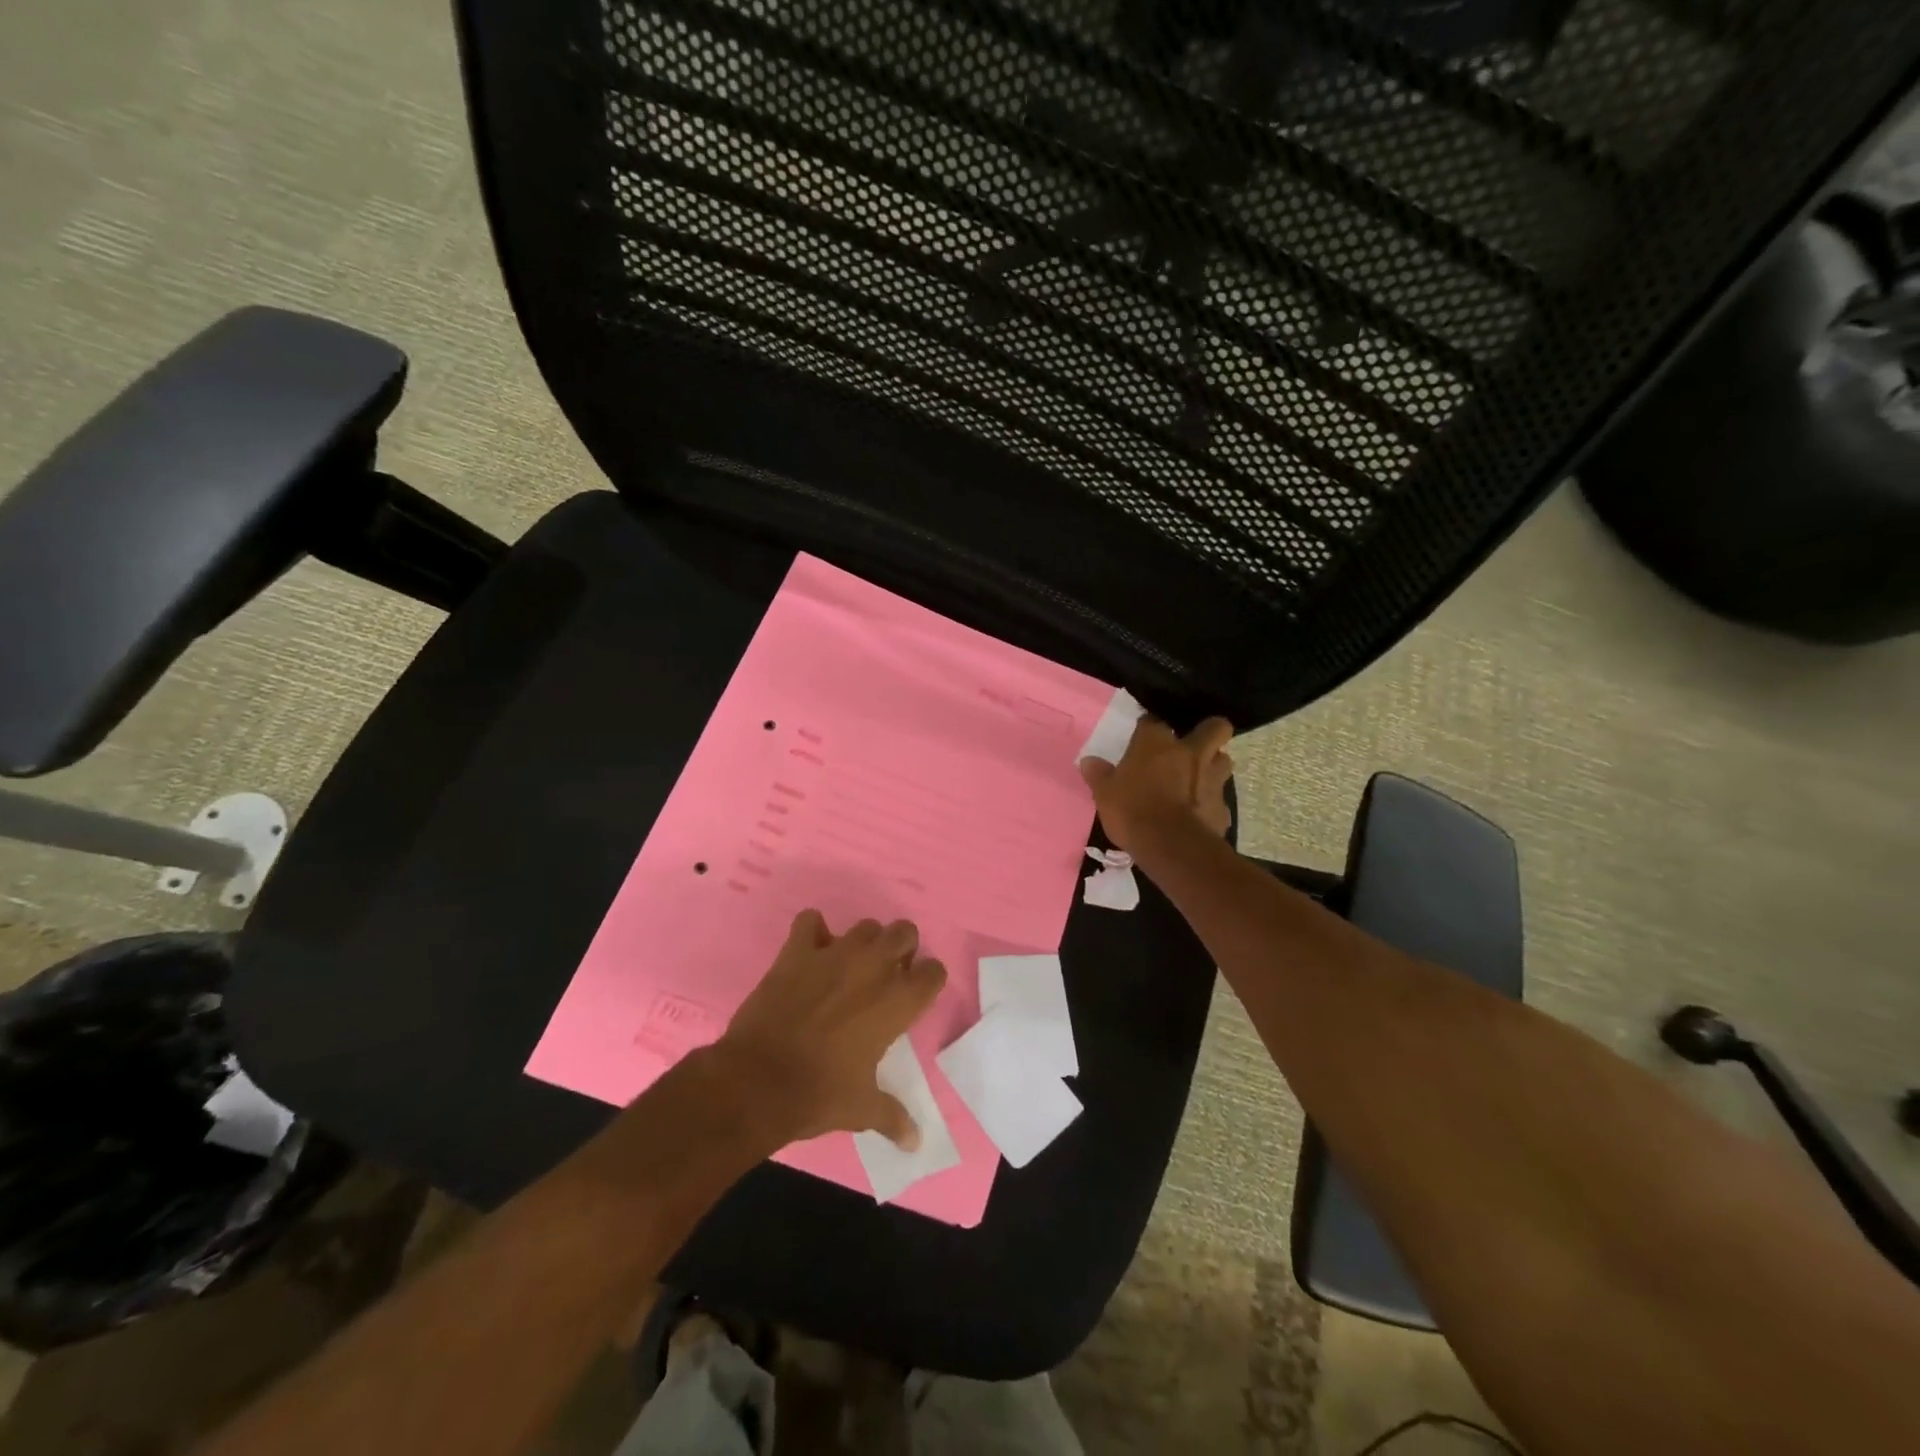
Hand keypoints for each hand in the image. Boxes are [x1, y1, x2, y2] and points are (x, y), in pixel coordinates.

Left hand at [710, 910, 945, 1149]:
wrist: (758, 1081)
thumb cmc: (820, 1094)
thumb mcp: (862, 1109)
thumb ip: (893, 1117)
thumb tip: (916, 1143)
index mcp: (897, 1001)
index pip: (934, 971)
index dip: (927, 981)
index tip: (915, 995)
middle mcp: (873, 968)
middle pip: (904, 932)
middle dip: (901, 948)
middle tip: (885, 975)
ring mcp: (834, 953)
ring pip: (865, 925)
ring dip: (863, 942)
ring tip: (849, 966)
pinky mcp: (798, 951)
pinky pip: (809, 921)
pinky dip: (812, 932)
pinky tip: (809, 952)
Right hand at [1079, 716, 1234, 851]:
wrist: (1172, 847)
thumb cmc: (1132, 811)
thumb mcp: (1104, 794)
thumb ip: (1099, 775)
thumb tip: (1089, 762)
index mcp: (1157, 743)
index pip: (1153, 722)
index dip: (1148, 729)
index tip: (1141, 739)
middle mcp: (1191, 752)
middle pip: (1214, 727)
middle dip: (1208, 732)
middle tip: (1192, 746)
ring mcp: (1212, 778)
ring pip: (1224, 759)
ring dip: (1214, 765)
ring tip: (1198, 778)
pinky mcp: (1223, 807)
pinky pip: (1220, 798)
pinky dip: (1211, 802)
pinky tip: (1198, 813)